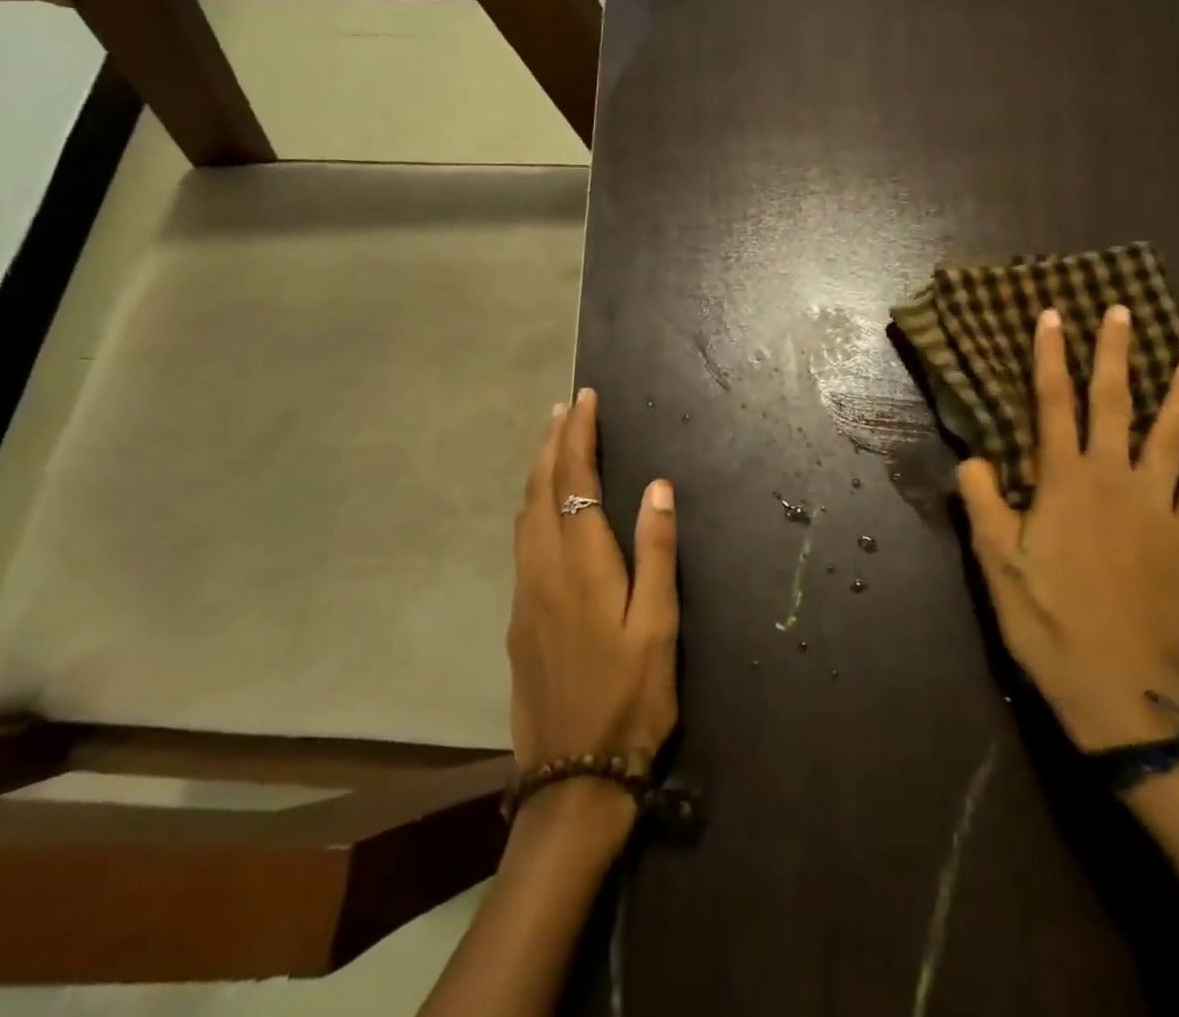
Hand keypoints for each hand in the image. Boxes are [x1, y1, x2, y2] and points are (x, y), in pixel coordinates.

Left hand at [508, 389, 679, 787]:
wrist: (573, 777)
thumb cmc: (631, 698)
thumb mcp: (659, 627)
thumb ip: (656, 553)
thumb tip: (657, 487)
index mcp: (582, 566)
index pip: (575, 481)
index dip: (579, 437)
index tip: (585, 400)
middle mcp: (544, 570)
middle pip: (540, 490)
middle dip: (552, 443)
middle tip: (565, 407)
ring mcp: (525, 595)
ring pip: (524, 515)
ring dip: (537, 471)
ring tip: (551, 442)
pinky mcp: (518, 619)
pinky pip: (521, 541)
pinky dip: (531, 505)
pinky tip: (542, 507)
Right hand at [958, 305, 1178, 751]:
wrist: (1121, 687)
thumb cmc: (1048, 620)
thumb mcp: (996, 563)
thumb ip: (983, 502)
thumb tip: (974, 457)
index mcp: (1065, 481)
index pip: (1054, 404)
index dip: (1051, 357)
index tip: (1053, 316)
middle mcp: (1114, 479)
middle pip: (1115, 404)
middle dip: (1115, 355)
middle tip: (1121, 312)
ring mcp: (1158, 507)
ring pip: (1172, 436)